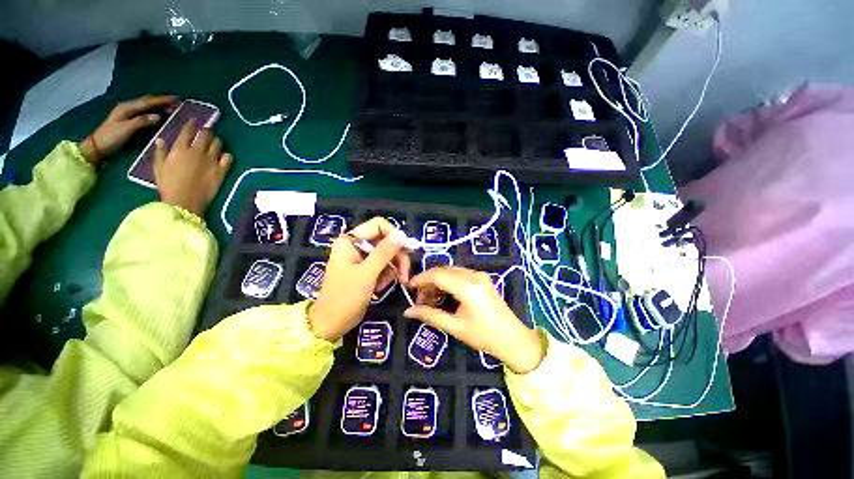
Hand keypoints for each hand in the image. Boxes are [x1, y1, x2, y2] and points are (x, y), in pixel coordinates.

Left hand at [79, 95, 177, 166]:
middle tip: (176, 103)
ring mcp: (128, 113)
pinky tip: (160, 114)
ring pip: (146, 106)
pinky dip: (154, 111)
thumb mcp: (126, 129)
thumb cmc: (111, 137)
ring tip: (172, 108)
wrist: (98, 146)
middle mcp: (128, 107)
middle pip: (147, 101)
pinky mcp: (129, 119)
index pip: (148, 102)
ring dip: (159, 106)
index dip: (162, 100)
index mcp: (127, 108)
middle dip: (161, 101)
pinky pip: (145, 112)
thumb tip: (158, 116)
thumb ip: (142, 121)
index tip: (176, 99)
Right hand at [153, 120, 232, 215]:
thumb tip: (160, 139)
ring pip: (218, 143)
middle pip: (206, 135)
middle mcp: (197, 151)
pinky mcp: (221, 170)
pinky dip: (227, 155)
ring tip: (215, 142)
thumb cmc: (168, 185)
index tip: (194, 121)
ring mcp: (211, 160)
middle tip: (207, 130)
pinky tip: (224, 156)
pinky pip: (228, 158)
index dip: (191, 124)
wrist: (185, 201)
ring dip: (217, 141)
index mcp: (180, 149)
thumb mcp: (159, 168)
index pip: (187, 131)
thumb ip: (160, 152)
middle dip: (207, 130)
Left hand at [308, 217, 411, 341]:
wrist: (330, 324)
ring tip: (386, 284)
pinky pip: (383, 265)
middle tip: (404, 275)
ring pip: (387, 254)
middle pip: (386, 240)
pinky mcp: (365, 268)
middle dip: (397, 257)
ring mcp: (361, 257)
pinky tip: (380, 286)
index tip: (407, 251)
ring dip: (392, 268)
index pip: (379, 225)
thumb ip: (384, 252)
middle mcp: (356, 245)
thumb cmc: (344, 298)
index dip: (395, 236)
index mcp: (350, 241)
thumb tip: (401, 234)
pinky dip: (386, 275)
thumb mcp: (367, 274)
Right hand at [404, 267, 543, 373]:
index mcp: (468, 287)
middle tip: (420, 299)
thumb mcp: (455, 327)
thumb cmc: (484, 336)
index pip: (438, 275)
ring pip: (451, 271)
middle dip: (429, 281)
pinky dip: (448, 281)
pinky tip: (444, 294)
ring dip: (438, 281)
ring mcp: (480, 275)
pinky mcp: (482, 278)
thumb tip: (408, 311)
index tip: (409, 287)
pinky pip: (460, 274)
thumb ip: (431, 316)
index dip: (422, 278)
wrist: (513, 339)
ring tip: (431, 299)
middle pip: (444, 270)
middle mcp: (474, 276)